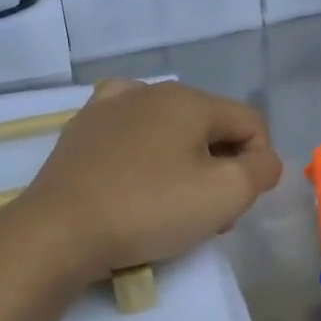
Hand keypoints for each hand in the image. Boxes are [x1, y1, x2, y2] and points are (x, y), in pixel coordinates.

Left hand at [4, 81, 282, 283]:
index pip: (251, 123)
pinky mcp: (83, 128)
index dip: (258, 165)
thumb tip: (261, 159)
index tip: (236, 207)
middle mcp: (153, 90)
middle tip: (207, 217)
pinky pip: (131, 130)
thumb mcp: (226, 194)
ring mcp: (111, 105)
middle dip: (220, 168)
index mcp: (191, 99)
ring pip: (171, 130)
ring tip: (170, 205)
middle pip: (211, 128)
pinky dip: (144, 149)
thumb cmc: (149, 210)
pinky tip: (135, 171)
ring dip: (184, 163)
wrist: (59, 230)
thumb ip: (261, 169)